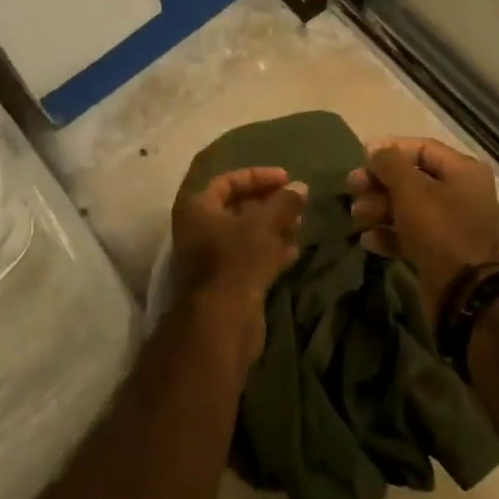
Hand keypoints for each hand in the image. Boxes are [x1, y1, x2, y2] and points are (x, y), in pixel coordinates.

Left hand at [170, 167, 306, 366]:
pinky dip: (270, 251)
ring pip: (245, 234)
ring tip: (300, 224)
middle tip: (296, 202)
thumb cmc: (236, 261)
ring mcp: (210, 258)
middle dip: (268, 203)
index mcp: (198, 208)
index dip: (258, 176)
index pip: (228, 181)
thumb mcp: (264, 225)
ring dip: (272, 227)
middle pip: (236, 207)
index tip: (287, 179)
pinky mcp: (225, 282)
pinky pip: (248, 258)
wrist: (220, 322)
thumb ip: (283, 202)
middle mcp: (198, 229)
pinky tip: (294, 250)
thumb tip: (300, 187)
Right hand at [346, 137, 498, 324]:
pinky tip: (368, 240)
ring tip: (356, 216)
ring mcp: (453, 225)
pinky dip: (389, 234)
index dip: (390, 150)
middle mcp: (462, 194)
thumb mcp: (410, 189)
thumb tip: (376, 149)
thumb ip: (390, 164)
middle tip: (351, 188)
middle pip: (413, 179)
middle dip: (379, 183)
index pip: (422, 148)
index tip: (361, 158)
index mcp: (464, 172)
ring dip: (379, 209)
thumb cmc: (438, 229)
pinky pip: (412, 235)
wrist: (462, 293)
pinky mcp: (442, 252)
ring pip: (409, 208)